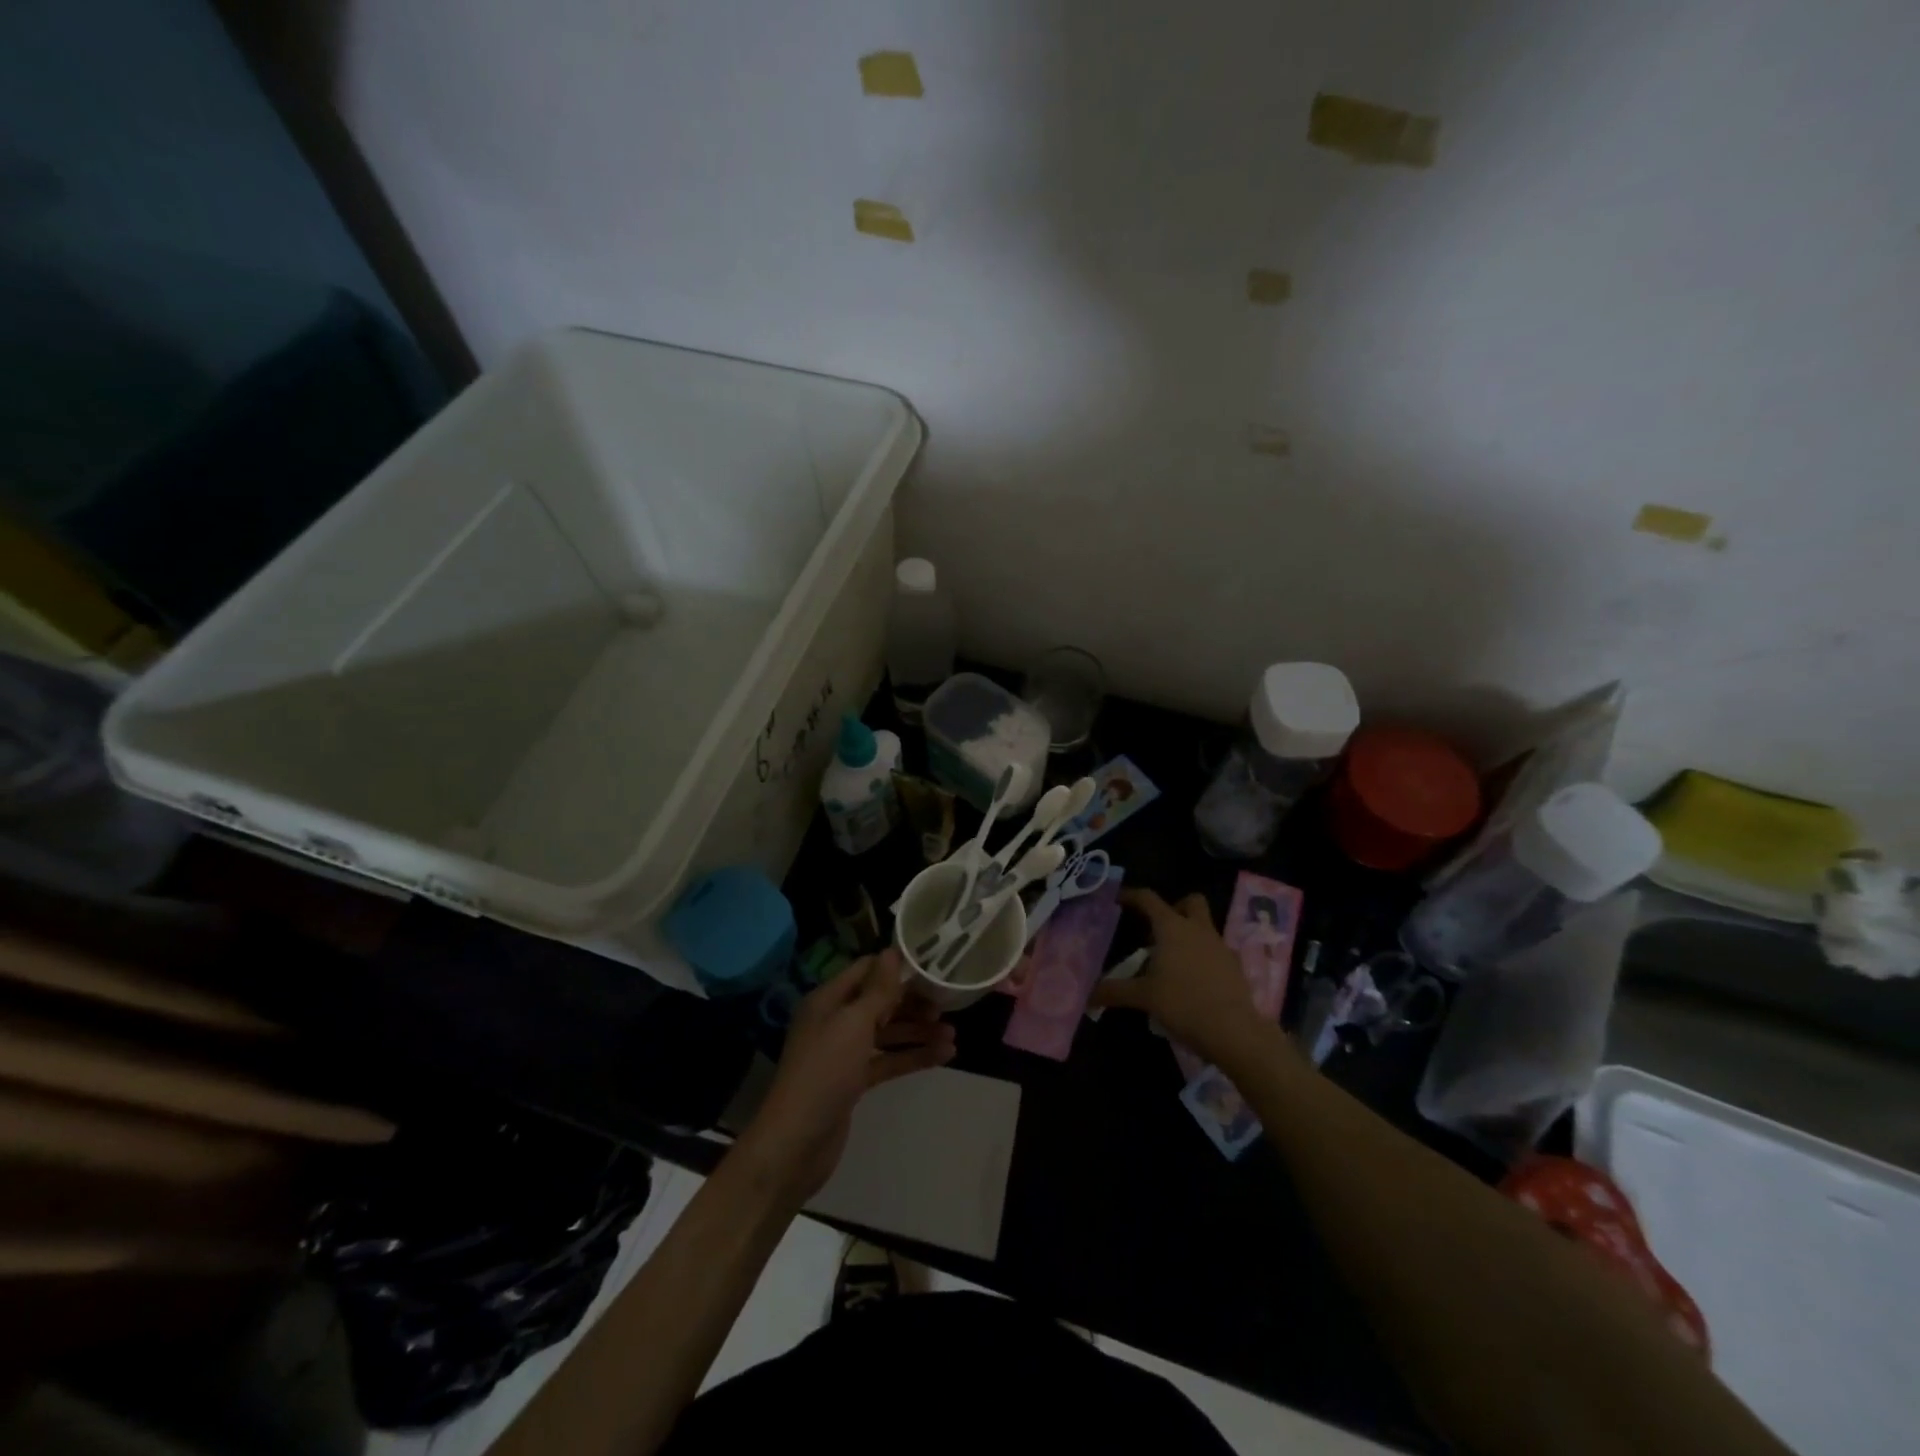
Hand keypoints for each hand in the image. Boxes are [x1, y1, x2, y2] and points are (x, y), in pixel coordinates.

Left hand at [737, 949, 954, 1204]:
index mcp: (829, 1000)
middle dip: (912, 1002)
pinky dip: (912, 1057)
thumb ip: (877, 989)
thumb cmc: (824, 1071)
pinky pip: (888, 1061)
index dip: (896, 967)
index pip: (866, 970)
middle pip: (880, 1002)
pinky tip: (942, 1057)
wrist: (796, 1142)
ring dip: (918, 1032)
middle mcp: (836, 1021)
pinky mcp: (854, 1081)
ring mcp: (845, 1052)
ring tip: (953, 1035)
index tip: (930, 965)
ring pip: (887, 1033)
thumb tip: (892, 952)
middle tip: (947, 1005)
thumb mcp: (853, 1023)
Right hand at [1091, 889, 1265, 1064]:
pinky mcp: (1235, 966)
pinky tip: (1194, 981)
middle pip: (1190, 901)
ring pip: (1205, 926)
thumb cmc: (1183, 1004)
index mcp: (1172, 928)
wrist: (1234, 1031)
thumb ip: (1115, 992)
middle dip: (1175, 907)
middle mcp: (1198, 929)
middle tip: (1158, 928)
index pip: (1149, 899)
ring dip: (1190, 934)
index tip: (1118, 899)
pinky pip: (1216, 951)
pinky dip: (1204, 957)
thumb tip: (1088, 995)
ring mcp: (1220, 946)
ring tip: (1173, 960)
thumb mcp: (1144, 998)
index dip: (1132, 895)